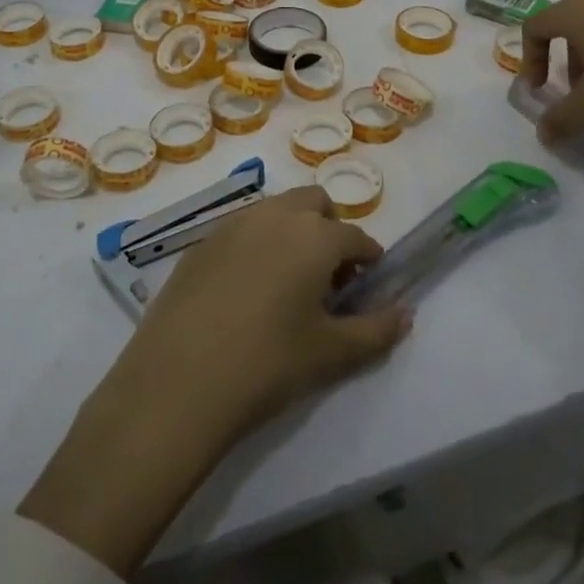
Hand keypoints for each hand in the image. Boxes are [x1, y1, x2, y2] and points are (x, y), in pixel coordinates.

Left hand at [18, 188, 410, 577]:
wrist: (178, 380)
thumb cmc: (267, 364)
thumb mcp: (331, 354)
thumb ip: (377, 330)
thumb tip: (405, 311)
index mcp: (314, 235)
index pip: (355, 236)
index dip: (368, 259)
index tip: (368, 284)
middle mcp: (275, 215)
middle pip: (314, 204)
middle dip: (329, 230)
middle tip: (326, 278)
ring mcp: (233, 223)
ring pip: (275, 210)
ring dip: (292, 231)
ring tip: (286, 283)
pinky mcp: (200, 241)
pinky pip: (241, 228)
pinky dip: (256, 244)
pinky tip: (245, 290)